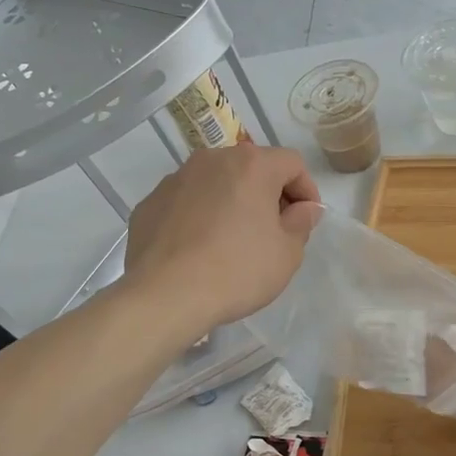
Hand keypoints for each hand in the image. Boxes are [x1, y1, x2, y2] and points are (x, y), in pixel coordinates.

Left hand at [122, 143, 322, 336]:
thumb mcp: (286, 254)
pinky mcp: (149, 203)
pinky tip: (198, 250)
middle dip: (267, 194)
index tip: (306, 220)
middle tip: (273, 232)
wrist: (165, 295)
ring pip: (215, 183)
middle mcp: (211, 160)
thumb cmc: (237, 271)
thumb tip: (305, 208)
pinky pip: (186, 202)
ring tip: (232, 241)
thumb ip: (301, 223)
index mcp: (251, 165)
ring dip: (231, 203)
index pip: (292, 163)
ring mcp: (175, 179)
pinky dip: (198, 217)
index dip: (306, 190)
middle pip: (251, 168)